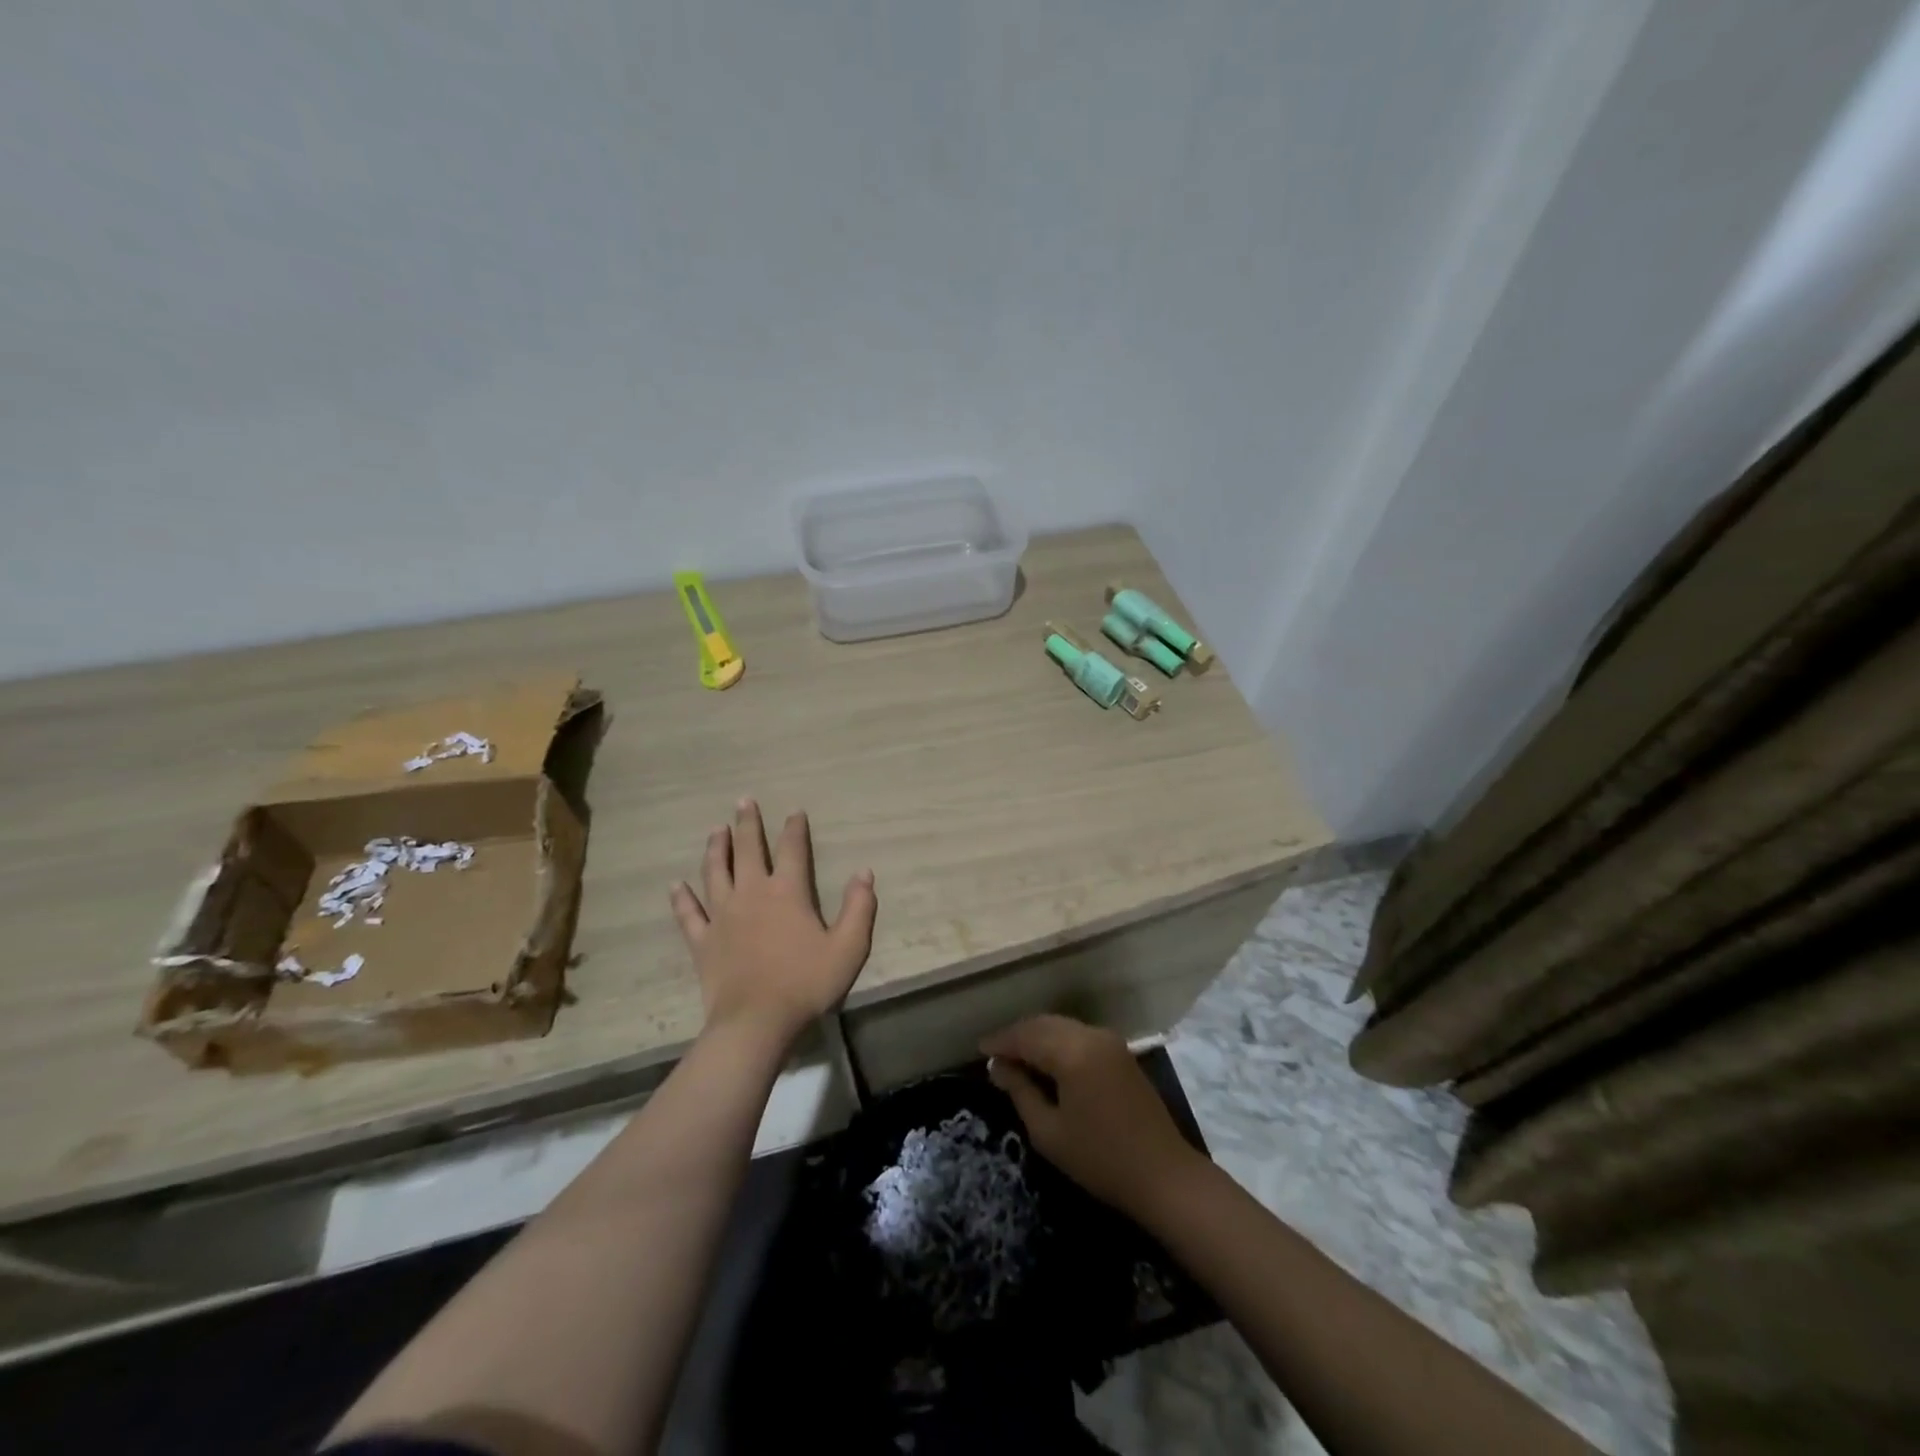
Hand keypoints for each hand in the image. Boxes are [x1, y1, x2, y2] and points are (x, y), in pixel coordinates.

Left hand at [670, 799, 876, 1046]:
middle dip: (747, 823)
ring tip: (715, 829)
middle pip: (747, 850)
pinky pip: (689, 914)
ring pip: (715, 872)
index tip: (795, 811)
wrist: (756, 1022)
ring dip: (715, 848)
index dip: (795, 828)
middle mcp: (751, 894)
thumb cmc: (806, 983)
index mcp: (787, 892)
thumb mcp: (848, 947)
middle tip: (743, 801)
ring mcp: (722, 916)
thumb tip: (864, 873)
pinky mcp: (702, 941)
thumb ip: (859, 908)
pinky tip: (676, 885)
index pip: (792, 849)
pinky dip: (682, 898)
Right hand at [982, 1014, 1203, 1218]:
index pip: (1026, 1036)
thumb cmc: (1100, 1159)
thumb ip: (1020, 1092)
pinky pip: (1078, 1035)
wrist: (1164, 1175)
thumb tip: (997, 1066)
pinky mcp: (1120, 1052)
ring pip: (1062, 1027)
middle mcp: (1091, 1035)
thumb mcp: (1049, 1132)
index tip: (979, 1051)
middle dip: (1017, 1036)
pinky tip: (1045, 1062)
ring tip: (1015, 1058)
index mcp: (1072, 1052)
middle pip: (1044, 1024)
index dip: (1001, 1042)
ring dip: (1037, 1037)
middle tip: (995, 1055)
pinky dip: (1057, 1042)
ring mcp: (1109, 1041)